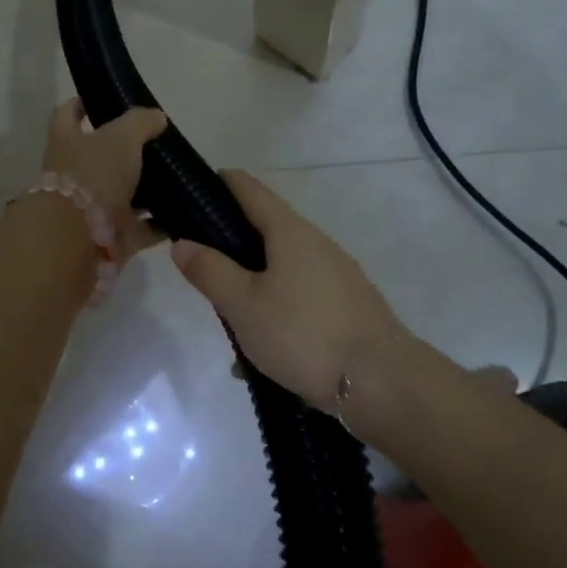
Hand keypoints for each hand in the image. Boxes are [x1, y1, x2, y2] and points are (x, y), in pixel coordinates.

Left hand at [41, 99, 169, 261]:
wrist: (79, 238)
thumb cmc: (94, 175)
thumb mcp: (120, 137)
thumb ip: (140, 123)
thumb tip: (156, 117)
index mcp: (67, 142)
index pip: (68, 115)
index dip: (80, 105)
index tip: (99, 99)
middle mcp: (75, 175)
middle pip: (99, 158)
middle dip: (124, 151)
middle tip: (157, 142)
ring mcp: (92, 208)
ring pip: (122, 194)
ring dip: (145, 189)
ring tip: (177, 177)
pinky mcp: (111, 237)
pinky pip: (140, 228)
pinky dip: (159, 224)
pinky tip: (184, 214)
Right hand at [170, 171, 410, 409]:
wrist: (383, 383)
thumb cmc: (303, 334)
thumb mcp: (242, 305)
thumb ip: (210, 271)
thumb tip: (183, 242)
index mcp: (290, 232)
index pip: (250, 190)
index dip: (219, 184)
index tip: (191, 191)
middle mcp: (317, 245)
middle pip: (266, 231)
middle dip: (231, 245)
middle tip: (200, 267)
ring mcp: (337, 277)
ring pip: (281, 271)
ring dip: (252, 287)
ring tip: (228, 320)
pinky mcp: (347, 307)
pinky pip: (299, 299)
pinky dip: (275, 313)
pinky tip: (259, 353)